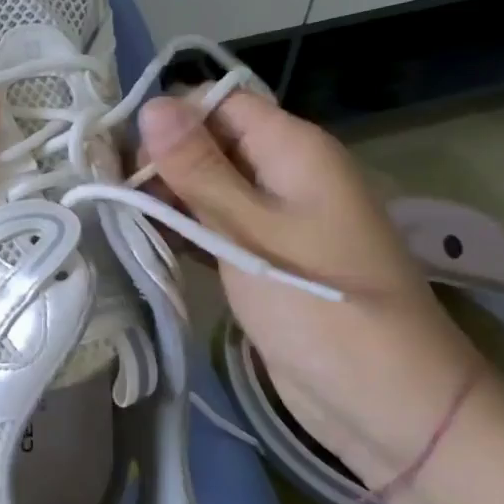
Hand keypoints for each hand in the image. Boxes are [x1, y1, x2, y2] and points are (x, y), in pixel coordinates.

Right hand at [136, 92, 487, 487]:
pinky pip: (215, 222)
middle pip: (209, 140)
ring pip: (207, 183)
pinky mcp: (262, 253)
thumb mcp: (249, 231)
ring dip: (167, 196)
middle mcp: (284, 171)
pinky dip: (183, 227)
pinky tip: (147, 240)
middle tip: (118, 194)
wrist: (386, 401)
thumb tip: (153, 105)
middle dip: (162, 159)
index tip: (125, 155)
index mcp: (293, 148)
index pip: (219, 101)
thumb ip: (198, 168)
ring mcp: (274, 215)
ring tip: (123, 217)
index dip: (170, 118)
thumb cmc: (320, 306)